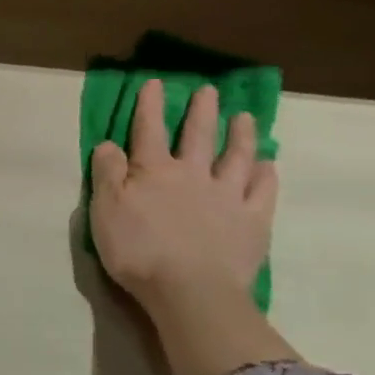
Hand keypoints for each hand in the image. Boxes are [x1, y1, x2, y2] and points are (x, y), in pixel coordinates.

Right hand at [89, 81, 276, 313]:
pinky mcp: (253, 223)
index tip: (156, 82)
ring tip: (245, 118)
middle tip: (209, 91)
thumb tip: (108, 144)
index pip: (149, 129)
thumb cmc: (139, 251)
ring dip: (240, 135)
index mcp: (154, 171)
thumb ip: (107, 173)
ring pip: (236, 157)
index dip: (151, 105)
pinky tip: (268, 165)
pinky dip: (266, 175)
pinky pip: (262, 192)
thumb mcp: (105, 211)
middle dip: (202, 111)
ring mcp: (227, 197)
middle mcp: (193, 175)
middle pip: (198, 135)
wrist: (191, 292)